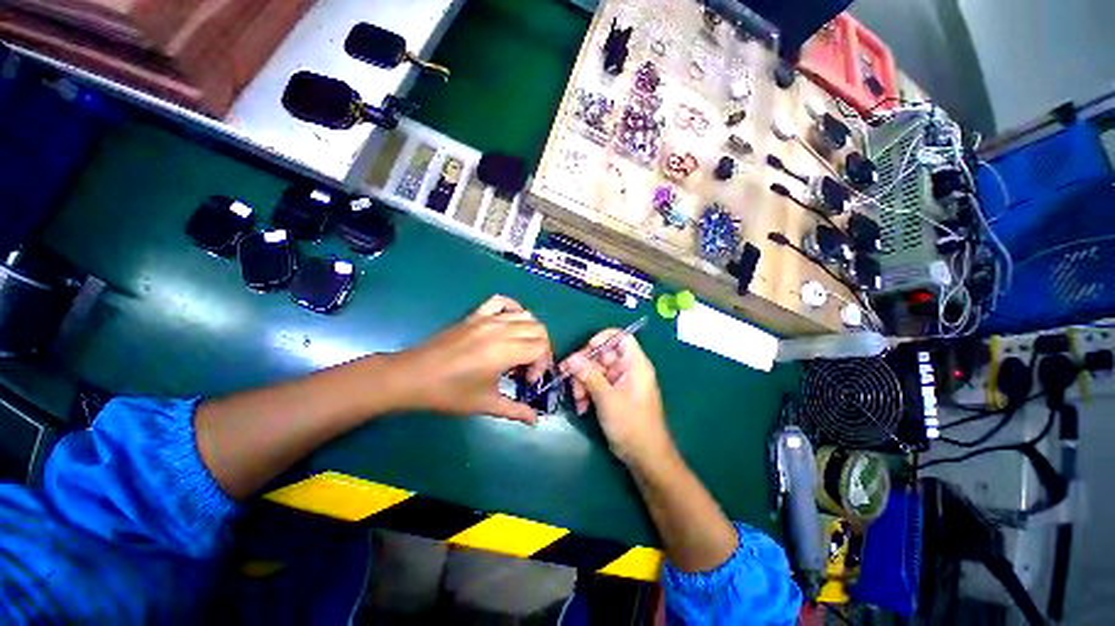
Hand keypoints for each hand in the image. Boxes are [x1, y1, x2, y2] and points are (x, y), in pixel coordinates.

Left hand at [391, 295, 551, 423]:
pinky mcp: (476, 315)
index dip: (542, 364)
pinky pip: (501, 301)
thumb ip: (515, 410)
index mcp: (506, 350)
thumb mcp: (486, 404)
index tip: (528, 382)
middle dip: (541, 348)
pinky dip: (512, 308)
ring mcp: (488, 318)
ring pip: (526, 315)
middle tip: (527, 368)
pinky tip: (510, 323)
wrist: (413, 376)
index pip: (542, 347)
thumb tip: (535, 420)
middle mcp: (501, 329)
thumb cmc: (450, 393)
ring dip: (531, 332)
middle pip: (539, 329)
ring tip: (520, 350)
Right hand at [561, 331, 672, 463]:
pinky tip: (582, 407)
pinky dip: (588, 393)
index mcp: (635, 364)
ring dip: (583, 383)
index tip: (586, 349)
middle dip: (584, 366)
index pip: (621, 338)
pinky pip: (597, 385)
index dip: (603, 339)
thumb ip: (589, 375)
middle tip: (567, 375)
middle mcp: (628, 370)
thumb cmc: (631, 424)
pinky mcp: (615, 395)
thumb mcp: (607, 398)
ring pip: (596, 371)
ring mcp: (621, 383)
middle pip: (603, 355)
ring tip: (577, 400)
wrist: (645, 458)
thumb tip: (571, 358)